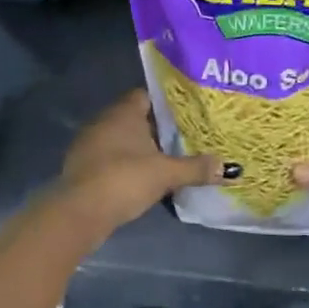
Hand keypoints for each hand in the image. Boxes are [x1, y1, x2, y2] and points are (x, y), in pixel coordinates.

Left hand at [55, 90, 236, 237]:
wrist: (79, 212)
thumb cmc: (125, 179)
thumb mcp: (166, 174)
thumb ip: (196, 168)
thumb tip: (229, 168)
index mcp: (124, 112)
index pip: (146, 95)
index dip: (165, 104)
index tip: (184, 116)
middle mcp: (103, 120)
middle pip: (134, 118)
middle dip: (154, 129)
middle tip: (181, 139)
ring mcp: (88, 144)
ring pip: (119, 139)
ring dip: (137, 149)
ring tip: (163, 161)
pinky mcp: (80, 167)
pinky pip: (108, 158)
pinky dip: (122, 165)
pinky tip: (138, 179)